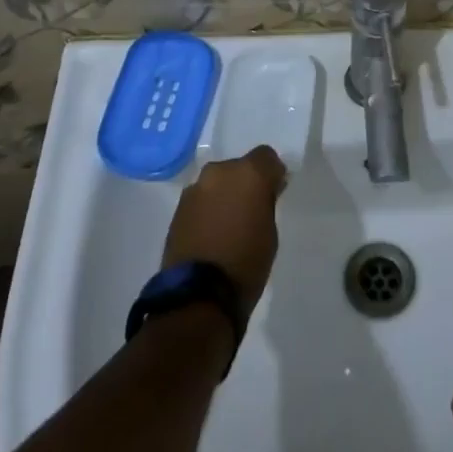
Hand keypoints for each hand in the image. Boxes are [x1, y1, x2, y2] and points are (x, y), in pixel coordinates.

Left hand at [161, 146, 287, 317]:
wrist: (199, 295)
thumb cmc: (246, 263)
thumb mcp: (270, 232)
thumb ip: (266, 203)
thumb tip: (262, 193)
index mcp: (248, 173)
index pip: (266, 156)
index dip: (271, 173)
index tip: (274, 193)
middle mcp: (220, 172)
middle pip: (238, 167)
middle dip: (245, 183)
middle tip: (250, 209)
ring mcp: (195, 189)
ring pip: (217, 183)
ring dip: (223, 195)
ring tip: (227, 224)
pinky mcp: (178, 208)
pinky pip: (201, 199)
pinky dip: (208, 209)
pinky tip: (211, 233)